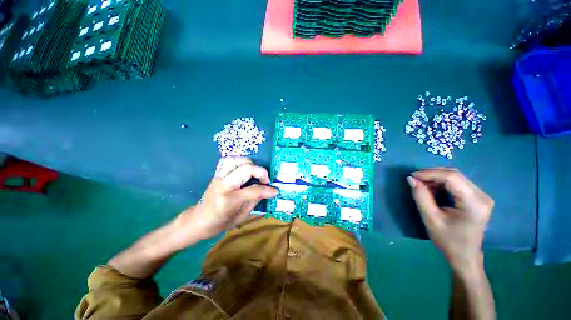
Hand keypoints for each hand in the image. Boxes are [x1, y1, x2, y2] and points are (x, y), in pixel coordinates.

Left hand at [171, 157, 277, 247]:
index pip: (253, 190)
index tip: (275, 190)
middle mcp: (223, 184)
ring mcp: (218, 176)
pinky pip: (228, 159)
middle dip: (260, 172)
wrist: (198, 220)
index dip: (267, 189)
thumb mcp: (241, 217)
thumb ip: (255, 200)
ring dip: (249, 163)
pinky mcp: (217, 173)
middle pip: (246, 169)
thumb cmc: (220, 223)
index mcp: (229, 200)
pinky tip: (244, 168)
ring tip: (255, 172)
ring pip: (236, 159)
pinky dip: (239, 160)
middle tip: (265, 180)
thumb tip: (269, 190)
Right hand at [408, 168, 493, 273]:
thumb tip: (411, 179)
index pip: (452, 178)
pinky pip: (458, 182)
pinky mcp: (478, 197)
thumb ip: (421, 197)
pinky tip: (433, 188)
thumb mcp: (430, 219)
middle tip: (415, 179)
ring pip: (456, 176)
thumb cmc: (448, 241)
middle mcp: (482, 196)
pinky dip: (442, 182)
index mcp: (474, 204)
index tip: (412, 176)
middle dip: (432, 174)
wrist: (465, 256)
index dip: (430, 174)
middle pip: (455, 175)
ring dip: (436, 177)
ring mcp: (482, 196)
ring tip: (422, 184)